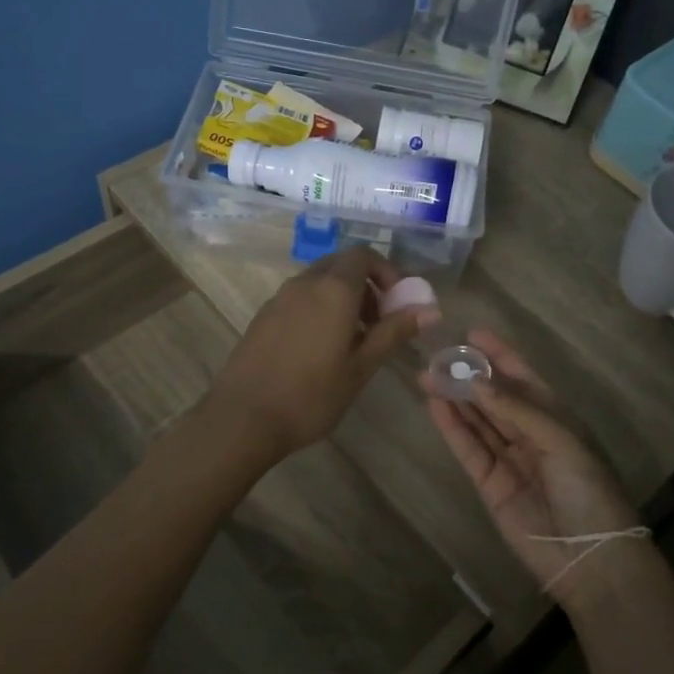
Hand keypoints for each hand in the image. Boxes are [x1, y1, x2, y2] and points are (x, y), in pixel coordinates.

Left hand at [208, 247, 419, 457]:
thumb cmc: (311, 395)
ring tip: (352, 340)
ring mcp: (279, 297)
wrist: (243, 418)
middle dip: (366, 284)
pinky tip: (320, 348)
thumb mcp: (361, 367)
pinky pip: (299, 297)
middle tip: (379, 322)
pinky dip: (319, 307)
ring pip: (319, 280)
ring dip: (342, 297)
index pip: (364, 255)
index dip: (386, 272)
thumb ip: (394, 332)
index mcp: (333, 289)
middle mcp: (305, 283)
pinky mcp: (263, 315)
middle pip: (341, 264)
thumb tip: (430, 310)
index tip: (397, 303)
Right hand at [421, 330, 644, 608]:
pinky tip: (435, 405)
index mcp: (556, 419)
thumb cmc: (588, 491)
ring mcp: (509, 459)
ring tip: (427, 374)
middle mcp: (530, 434)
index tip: (472, 333)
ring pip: (477, 420)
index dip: (499, 355)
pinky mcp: (489, 484)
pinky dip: (452, 428)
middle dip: (468, 376)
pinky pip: (468, 449)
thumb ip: (517, 410)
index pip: (523, 378)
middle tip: (437, 355)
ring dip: (454, 398)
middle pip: (494, 397)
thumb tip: (476, 381)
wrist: (590, 558)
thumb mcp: (561, 442)